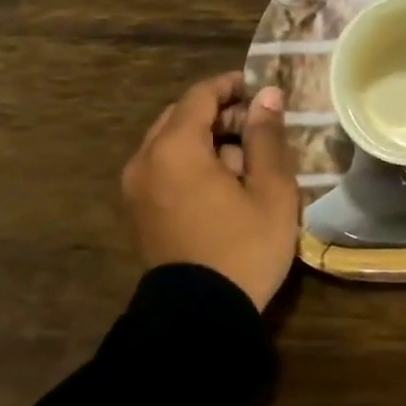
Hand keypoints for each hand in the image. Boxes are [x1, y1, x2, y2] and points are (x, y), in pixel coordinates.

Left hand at [121, 73, 298, 310]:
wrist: (199, 319)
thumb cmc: (243, 248)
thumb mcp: (270, 190)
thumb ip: (266, 136)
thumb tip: (266, 95)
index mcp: (175, 149)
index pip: (199, 96)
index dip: (231, 85)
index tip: (260, 90)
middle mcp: (145, 161)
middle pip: (180, 117)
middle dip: (219, 114)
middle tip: (257, 128)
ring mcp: (135, 189)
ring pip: (170, 144)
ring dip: (205, 140)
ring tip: (245, 162)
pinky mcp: (137, 213)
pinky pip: (162, 170)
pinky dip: (190, 164)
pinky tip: (222, 186)